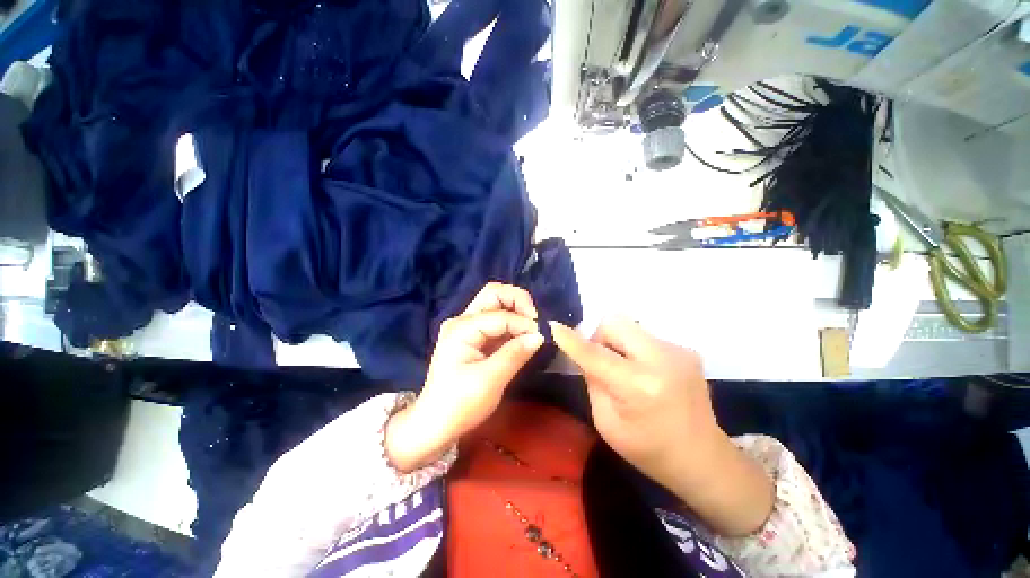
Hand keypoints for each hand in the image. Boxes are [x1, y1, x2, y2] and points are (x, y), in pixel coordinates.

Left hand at [386, 283, 543, 471]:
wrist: (435, 424)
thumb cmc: (459, 405)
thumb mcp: (490, 381)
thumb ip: (515, 354)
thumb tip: (539, 335)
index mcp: (462, 328)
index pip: (500, 315)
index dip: (523, 323)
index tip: (540, 338)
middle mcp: (462, 320)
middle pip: (493, 294)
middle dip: (518, 301)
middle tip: (534, 320)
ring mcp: (465, 327)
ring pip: (495, 304)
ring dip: (515, 311)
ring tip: (530, 329)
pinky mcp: (471, 337)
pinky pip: (494, 321)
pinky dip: (510, 324)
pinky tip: (520, 337)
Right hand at [551, 318, 773, 535]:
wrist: (703, 457)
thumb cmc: (648, 449)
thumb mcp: (606, 422)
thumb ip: (593, 380)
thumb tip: (584, 351)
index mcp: (639, 386)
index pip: (595, 354)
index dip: (572, 340)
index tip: (554, 326)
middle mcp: (662, 360)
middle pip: (615, 322)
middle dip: (600, 336)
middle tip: (602, 360)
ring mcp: (678, 351)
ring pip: (630, 327)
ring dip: (619, 344)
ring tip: (627, 371)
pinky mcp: (686, 349)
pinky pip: (646, 337)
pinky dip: (636, 350)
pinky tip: (647, 374)